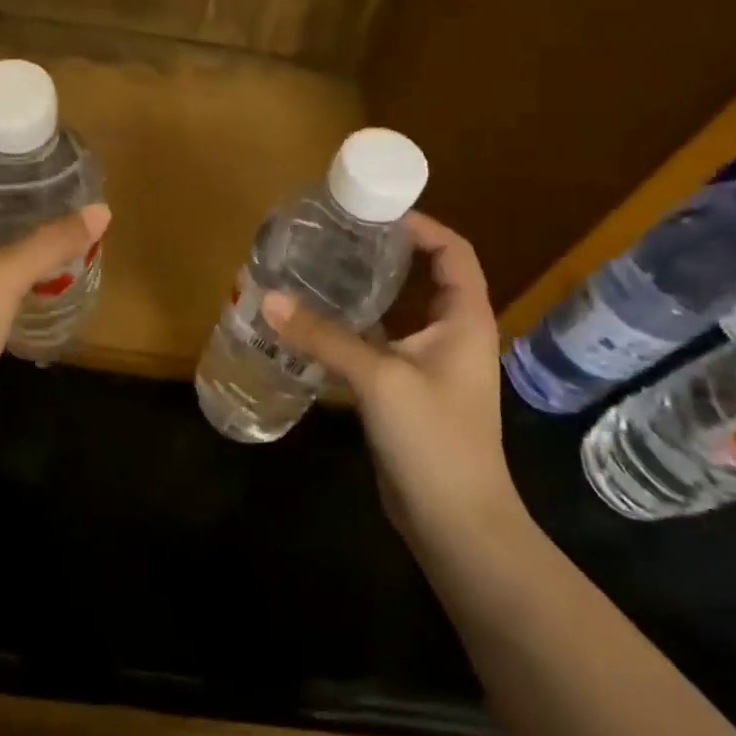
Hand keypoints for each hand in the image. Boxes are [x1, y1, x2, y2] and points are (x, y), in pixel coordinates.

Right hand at [261, 212, 520, 542]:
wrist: (456, 522)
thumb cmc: (434, 439)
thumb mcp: (379, 379)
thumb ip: (324, 337)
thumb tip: (269, 298)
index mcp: (466, 319)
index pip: (453, 252)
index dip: (420, 225)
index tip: (372, 213)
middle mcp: (453, 334)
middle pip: (424, 276)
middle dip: (385, 254)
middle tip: (335, 236)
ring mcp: (431, 365)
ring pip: (399, 312)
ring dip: (366, 291)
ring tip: (320, 269)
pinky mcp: (407, 390)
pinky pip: (381, 343)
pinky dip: (354, 327)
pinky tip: (316, 323)